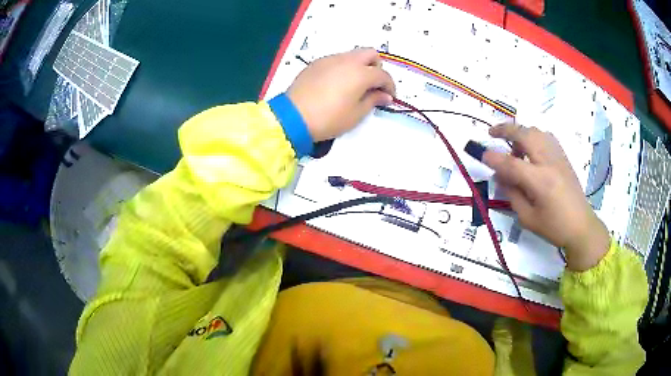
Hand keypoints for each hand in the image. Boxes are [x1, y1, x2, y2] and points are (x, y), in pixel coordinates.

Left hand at [287, 48, 395, 140]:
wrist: (293, 117)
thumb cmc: (329, 118)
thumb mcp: (356, 114)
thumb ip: (373, 100)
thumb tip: (385, 96)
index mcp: (360, 73)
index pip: (383, 74)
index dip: (390, 86)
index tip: (389, 98)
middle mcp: (347, 60)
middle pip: (370, 54)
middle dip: (376, 67)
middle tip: (372, 85)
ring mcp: (330, 59)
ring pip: (352, 55)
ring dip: (360, 66)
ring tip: (353, 86)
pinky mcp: (316, 63)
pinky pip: (336, 60)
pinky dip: (343, 67)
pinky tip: (336, 84)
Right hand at [483, 123, 609, 270]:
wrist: (581, 226)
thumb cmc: (554, 227)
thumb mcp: (528, 218)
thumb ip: (512, 194)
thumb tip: (500, 176)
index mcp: (540, 182)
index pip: (511, 163)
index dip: (494, 158)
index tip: (481, 154)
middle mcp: (549, 163)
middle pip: (525, 135)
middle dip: (505, 130)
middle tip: (492, 132)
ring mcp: (558, 157)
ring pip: (536, 132)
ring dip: (521, 133)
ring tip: (513, 146)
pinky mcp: (563, 157)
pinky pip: (546, 137)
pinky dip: (534, 136)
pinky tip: (531, 148)